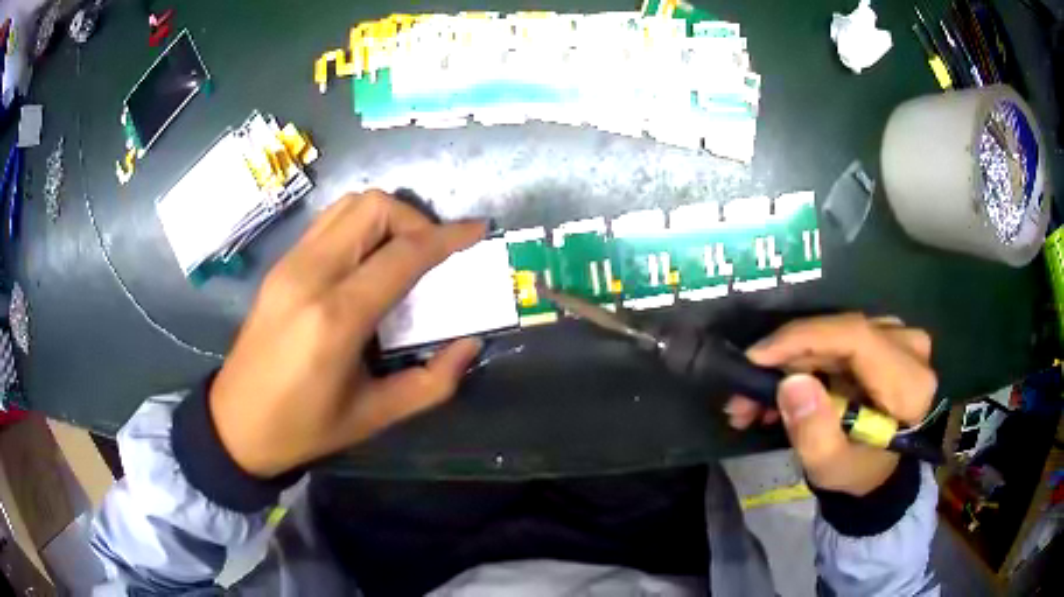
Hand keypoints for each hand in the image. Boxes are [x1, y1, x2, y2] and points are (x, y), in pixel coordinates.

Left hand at [209, 191, 485, 477]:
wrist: (235, 424)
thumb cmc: (304, 428)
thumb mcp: (374, 416)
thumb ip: (432, 382)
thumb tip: (470, 344)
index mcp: (336, 318)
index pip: (402, 255)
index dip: (447, 238)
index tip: (478, 231)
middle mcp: (310, 276)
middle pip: (373, 208)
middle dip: (415, 220)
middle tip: (434, 253)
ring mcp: (289, 265)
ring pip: (348, 205)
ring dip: (386, 217)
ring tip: (403, 253)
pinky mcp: (279, 266)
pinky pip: (328, 223)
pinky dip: (360, 226)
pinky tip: (368, 261)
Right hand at [724, 314, 936, 495]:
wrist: (880, 469)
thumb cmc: (859, 473)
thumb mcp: (832, 467)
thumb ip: (814, 433)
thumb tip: (789, 383)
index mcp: (909, 384)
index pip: (855, 338)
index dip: (803, 339)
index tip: (755, 358)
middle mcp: (909, 349)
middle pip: (838, 336)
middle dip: (786, 360)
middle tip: (743, 395)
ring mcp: (898, 337)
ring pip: (832, 335)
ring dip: (790, 363)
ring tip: (754, 401)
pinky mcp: (883, 336)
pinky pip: (836, 338)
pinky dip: (804, 360)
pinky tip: (780, 388)